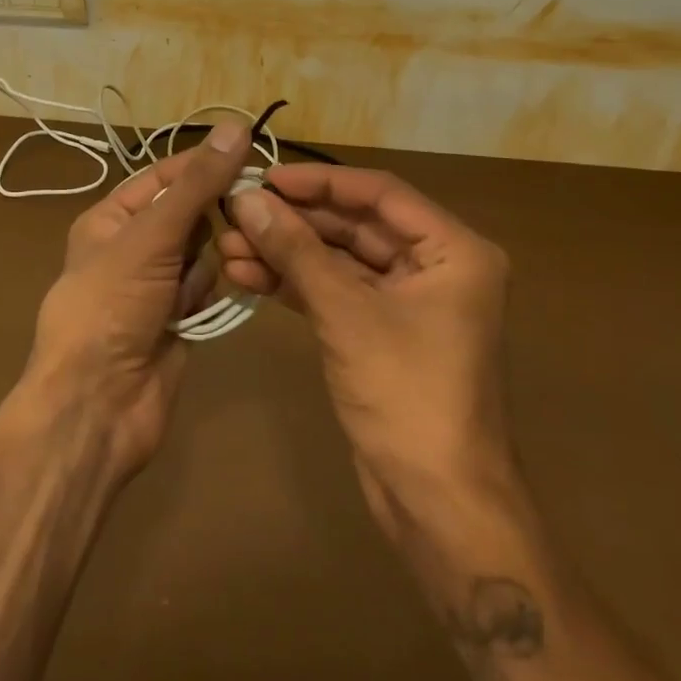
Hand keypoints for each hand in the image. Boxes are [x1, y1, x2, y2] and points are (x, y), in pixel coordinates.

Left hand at [21, 122, 252, 478]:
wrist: (97, 403)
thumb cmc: (111, 305)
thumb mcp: (151, 235)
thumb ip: (197, 184)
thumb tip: (235, 126)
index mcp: (111, 219)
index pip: (164, 176)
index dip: (203, 166)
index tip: (251, 155)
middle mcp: (132, 247)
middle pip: (189, 214)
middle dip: (210, 218)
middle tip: (243, 216)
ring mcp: (155, 286)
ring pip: (203, 252)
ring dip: (207, 263)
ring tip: (194, 281)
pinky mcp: (177, 319)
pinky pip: (205, 289)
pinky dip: (206, 294)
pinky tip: (193, 310)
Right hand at [220, 166, 516, 535]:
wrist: (437, 504)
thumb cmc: (407, 395)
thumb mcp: (346, 314)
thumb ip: (295, 250)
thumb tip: (244, 198)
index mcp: (453, 250)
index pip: (379, 194)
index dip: (319, 182)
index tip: (264, 177)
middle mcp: (434, 266)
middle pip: (355, 224)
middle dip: (294, 221)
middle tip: (236, 211)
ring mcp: (406, 300)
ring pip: (339, 259)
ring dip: (286, 252)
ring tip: (227, 245)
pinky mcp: (380, 330)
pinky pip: (334, 291)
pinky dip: (294, 283)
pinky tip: (247, 274)